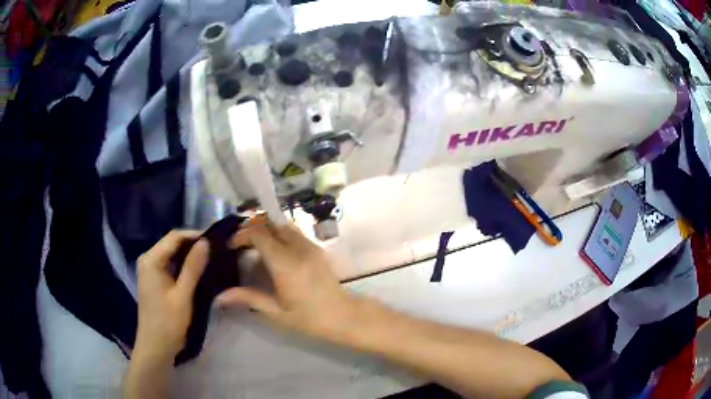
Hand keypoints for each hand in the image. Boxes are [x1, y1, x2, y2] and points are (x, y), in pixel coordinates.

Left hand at [134, 230, 209, 362]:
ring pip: (173, 254)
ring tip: (212, 257)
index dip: (195, 234)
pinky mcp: (155, 279)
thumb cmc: (168, 322)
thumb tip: (205, 242)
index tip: (216, 239)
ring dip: (190, 254)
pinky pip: (171, 264)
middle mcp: (148, 259)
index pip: (174, 236)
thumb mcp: (183, 295)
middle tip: (217, 248)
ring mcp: (150, 269)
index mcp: (151, 260)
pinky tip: (199, 269)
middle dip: (194, 244)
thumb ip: (193, 267)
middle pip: (173, 243)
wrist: (156, 346)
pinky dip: (185, 265)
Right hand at [217, 221, 359, 342]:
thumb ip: (248, 298)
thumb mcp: (276, 312)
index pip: (259, 234)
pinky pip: (294, 232)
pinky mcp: (317, 248)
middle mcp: (298, 248)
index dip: (241, 235)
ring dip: (266, 228)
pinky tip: (272, 251)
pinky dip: (278, 233)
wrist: (343, 316)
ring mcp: (310, 245)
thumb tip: (219, 296)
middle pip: (270, 223)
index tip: (230, 246)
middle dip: (252, 227)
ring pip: (283, 224)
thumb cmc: (309, 318)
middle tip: (239, 243)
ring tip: (253, 245)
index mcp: (285, 263)